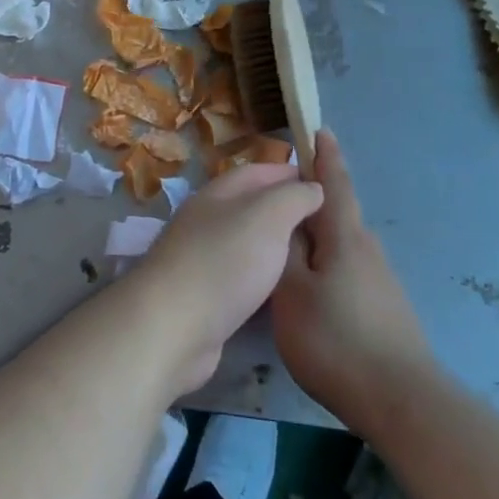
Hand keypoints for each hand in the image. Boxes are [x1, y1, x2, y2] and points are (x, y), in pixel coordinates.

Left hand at [127, 163, 322, 394]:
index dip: (289, 173)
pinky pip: (241, 276)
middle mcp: (206, 221)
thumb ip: (294, 197)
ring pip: (246, 242)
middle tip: (326, 224)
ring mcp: (201, 258)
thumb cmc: (224, 262)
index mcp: (217, 194)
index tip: (325, 183)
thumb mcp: (268, 216)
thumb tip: (313, 187)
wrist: (172, 326)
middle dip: (286, 210)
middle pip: (251, 207)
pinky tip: (284, 289)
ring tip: (313, 255)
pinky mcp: (203, 296)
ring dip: (276, 245)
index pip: (257, 172)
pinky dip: (263, 276)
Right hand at [271, 129, 433, 439]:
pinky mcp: (386, 307)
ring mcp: (381, 280)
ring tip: (286, 248)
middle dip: (311, 203)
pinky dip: (327, 266)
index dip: (324, 156)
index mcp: (345, 237)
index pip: (334, 183)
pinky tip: (311, 290)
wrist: (401, 400)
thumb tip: (287, 221)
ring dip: (317, 239)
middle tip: (277, 202)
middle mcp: (368, 249)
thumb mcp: (291, 292)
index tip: (318, 130)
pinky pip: (348, 270)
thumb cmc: (335, 338)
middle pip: (336, 215)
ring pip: (341, 246)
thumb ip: (286, 251)